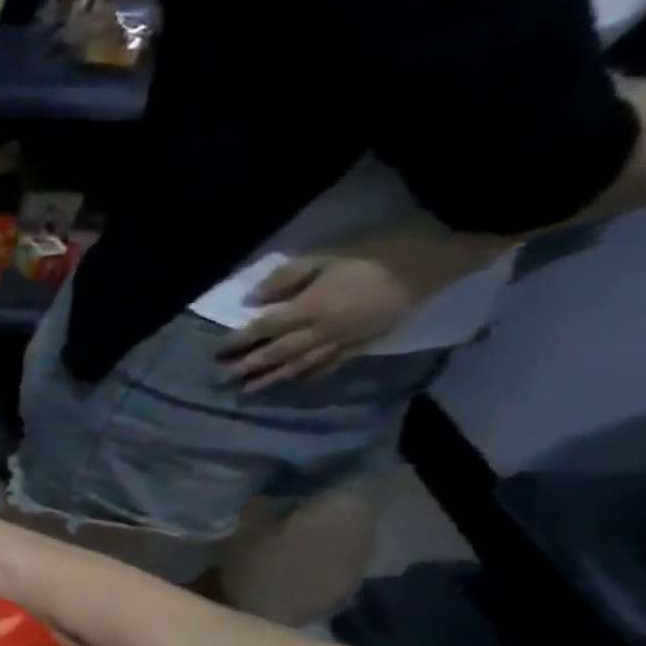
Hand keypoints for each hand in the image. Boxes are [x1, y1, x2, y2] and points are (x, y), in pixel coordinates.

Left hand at [218, 227, 508, 390]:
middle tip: (222, 378)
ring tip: (247, 391)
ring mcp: (344, 341)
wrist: (431, 262)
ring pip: (300, 366)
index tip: (215, 351)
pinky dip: (308, 376)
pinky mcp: (364, 345)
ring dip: (271, 379)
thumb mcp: (321, 258)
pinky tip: (294, 382)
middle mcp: (322, 331)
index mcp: (309, 308)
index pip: (262, 329)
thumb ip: (283, 279)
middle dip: (247, 366)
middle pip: (276, 353)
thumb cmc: (371, 255)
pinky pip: (330, 366)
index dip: (237, 341)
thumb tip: (250, 301)